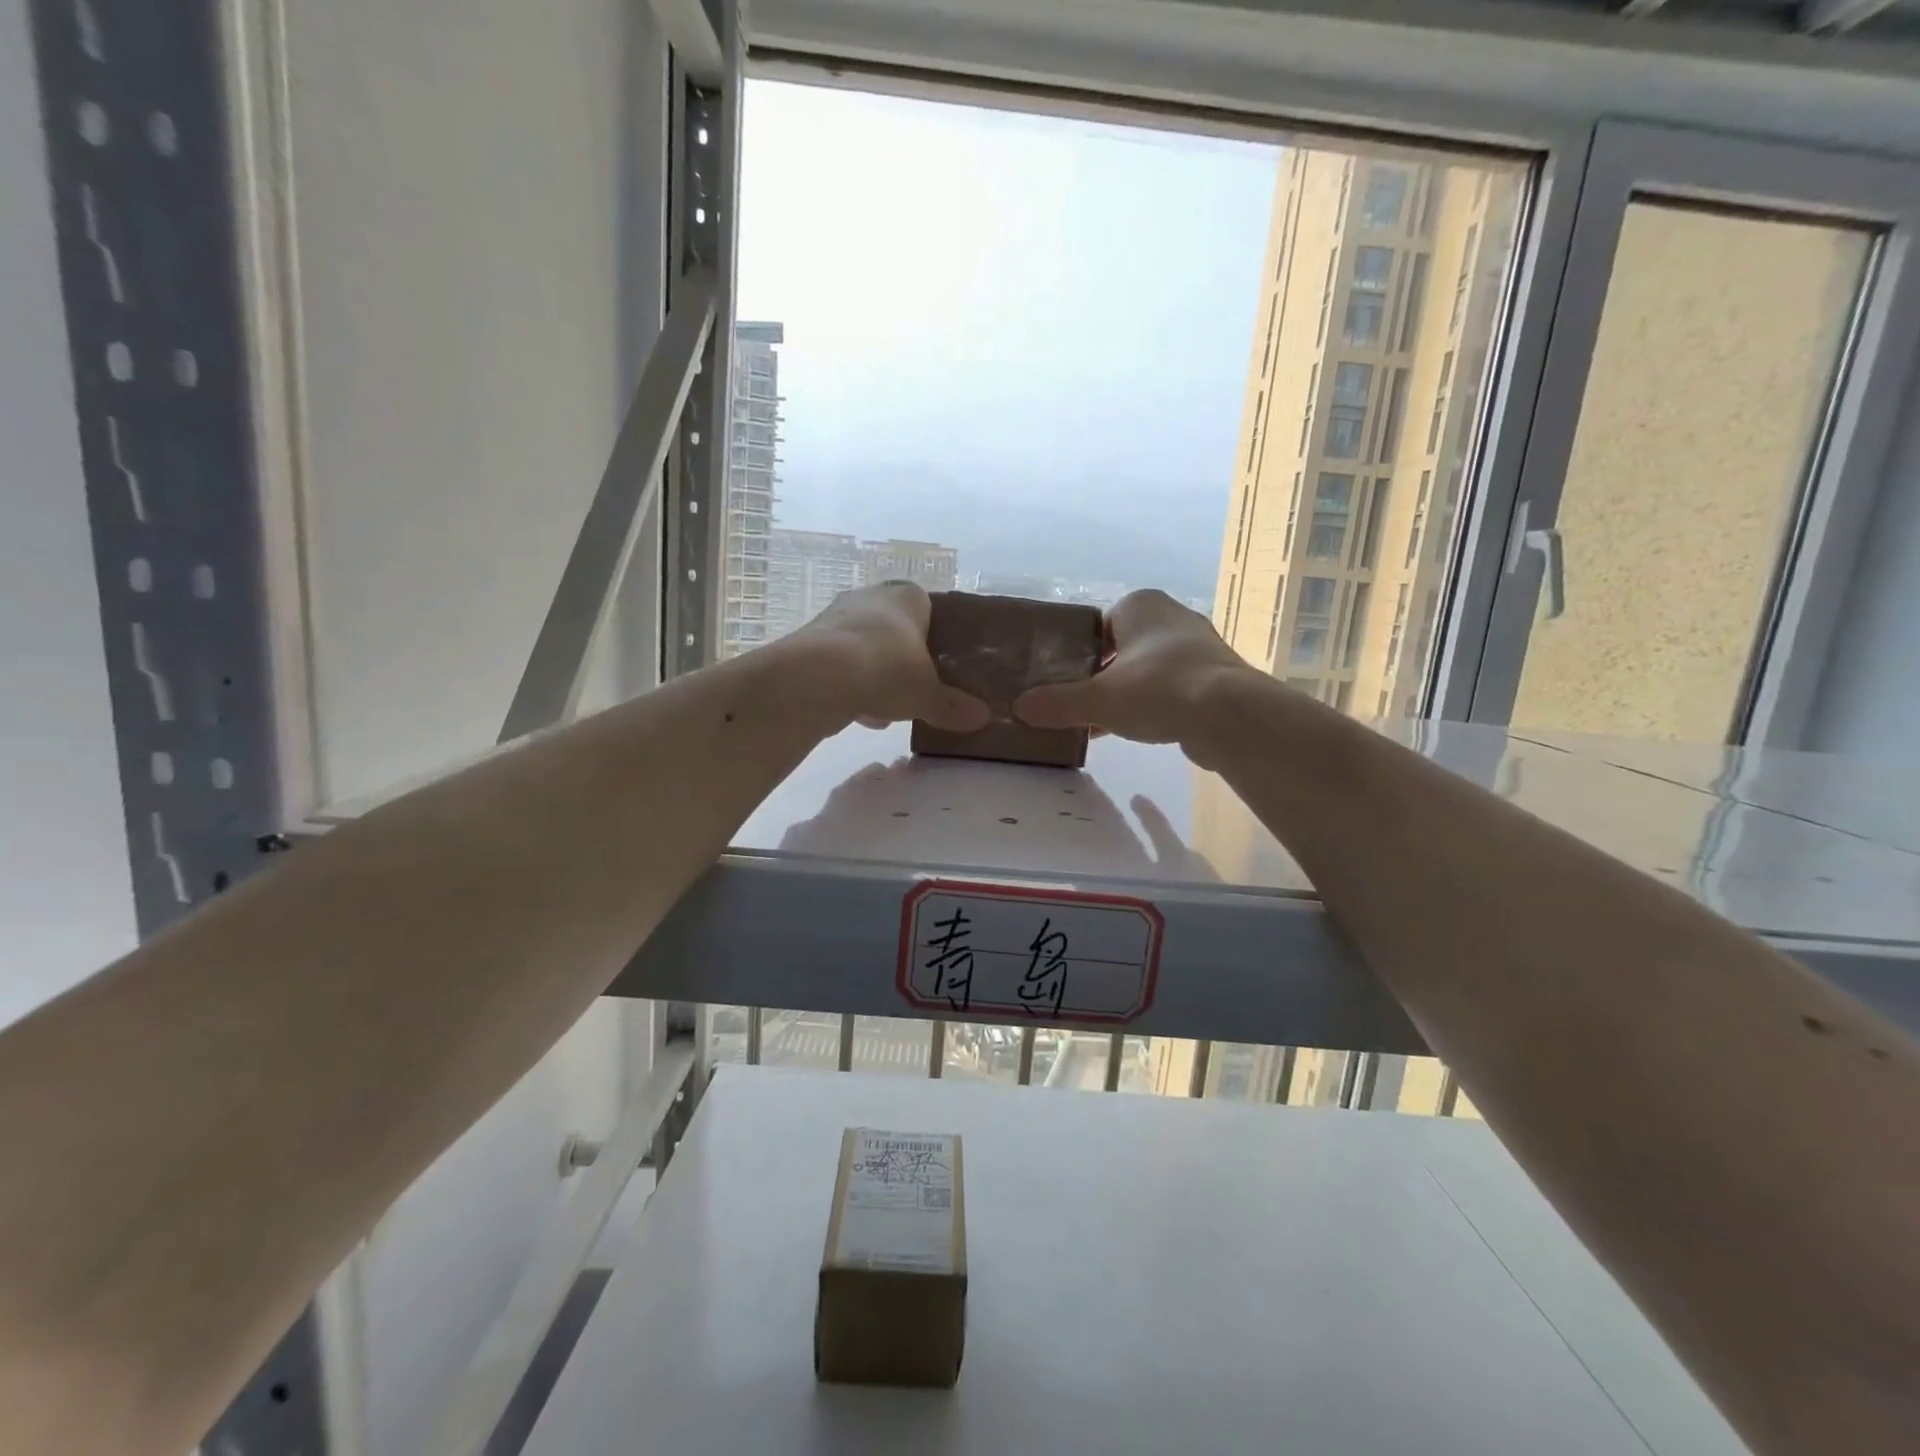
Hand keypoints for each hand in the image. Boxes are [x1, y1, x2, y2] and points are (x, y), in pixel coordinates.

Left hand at [796, 581, 990, 732]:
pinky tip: (864, 716)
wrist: (818, 677)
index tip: (944, 663)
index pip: (929, 607)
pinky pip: (841, 666)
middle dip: (905, 658)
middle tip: (919, 686)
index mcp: (907, 597)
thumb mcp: (928, 694)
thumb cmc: (887, 670)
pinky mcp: (811, 644)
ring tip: (892, 710)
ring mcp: (836, 618)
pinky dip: (853, 688)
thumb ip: (953, 706)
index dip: (938, 635)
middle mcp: (870, 598)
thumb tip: (984, 718)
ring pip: (866, 648)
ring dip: (878, 675)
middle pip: (895, 628)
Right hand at [1013, 589, 1250, 747]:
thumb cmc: (1158, 689)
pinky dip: (1153, 704)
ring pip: (1147, 669)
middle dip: (1100, 676)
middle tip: (1077, 703)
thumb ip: (1058, 703)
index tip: (1062, 681)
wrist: (1230, 715)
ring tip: (1101, 722)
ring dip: (1126, 693)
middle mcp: (1170, 616)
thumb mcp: (1098, 700)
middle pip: (1121, 647)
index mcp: (1140, 605)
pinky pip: (1171, 687)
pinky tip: (1136, 730)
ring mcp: (1197, 646)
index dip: (1076, 654)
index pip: (1096, 624)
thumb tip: (1019, 708)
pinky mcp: (1214, 676)